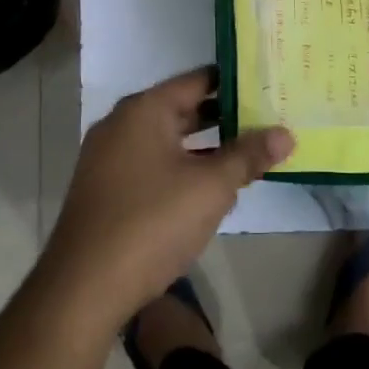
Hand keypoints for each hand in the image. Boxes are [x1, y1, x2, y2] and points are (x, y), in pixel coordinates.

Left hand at [44, 66, 293, 328]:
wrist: (83, 288)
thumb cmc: (152, 222)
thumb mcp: (211, 187)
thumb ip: (248, 156)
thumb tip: (285, 133)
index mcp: (144, 110)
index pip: (198, 80)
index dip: (235, 82)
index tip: (268, 86)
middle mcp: (122, 124)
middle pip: (182, 108)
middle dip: (225, 116)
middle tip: (268, 119)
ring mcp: (109, 157)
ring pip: (168, 139)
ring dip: (205, 146)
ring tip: (248, 152)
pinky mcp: (105, 189)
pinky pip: (152, 163)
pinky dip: (182, 166)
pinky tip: (210, 187)